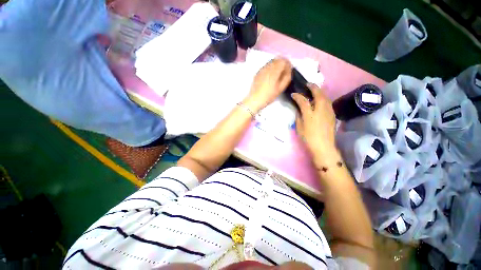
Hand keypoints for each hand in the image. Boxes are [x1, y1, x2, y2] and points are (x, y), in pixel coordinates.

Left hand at [242, 57, 292, 112]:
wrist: (255, 99)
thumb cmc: (269, 95)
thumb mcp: (280, 88)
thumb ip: (286, 77)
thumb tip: (289, 70)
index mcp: (274, 70)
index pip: (283, 60)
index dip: (288, 64)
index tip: (289, 70)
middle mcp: (267, 67)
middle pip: (277, 59)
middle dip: (282, 63)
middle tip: (284, 72)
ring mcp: (262, 69)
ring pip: (271, 62)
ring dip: (276, 65)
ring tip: (277, 74)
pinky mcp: (258, 73)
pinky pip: (266, 66)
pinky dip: (270, 68)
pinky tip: (270, 76)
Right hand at [292, 84, 339, 168]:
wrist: (324, 146)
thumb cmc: (309, 138)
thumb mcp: (299, 128)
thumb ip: (299, 117)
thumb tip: (299, 110)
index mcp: (310, 114)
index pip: (303, 101)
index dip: (297, 96)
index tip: (293, 94)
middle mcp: (320, 110)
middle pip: (318, 94)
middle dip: (313, 87)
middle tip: (308, 84)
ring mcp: (328, 111)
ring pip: (325, 97)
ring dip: (319, 91)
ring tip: (314, 89)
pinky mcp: (332, 114)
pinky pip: (328, 102)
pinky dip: (323, 98)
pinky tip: (320, 99)